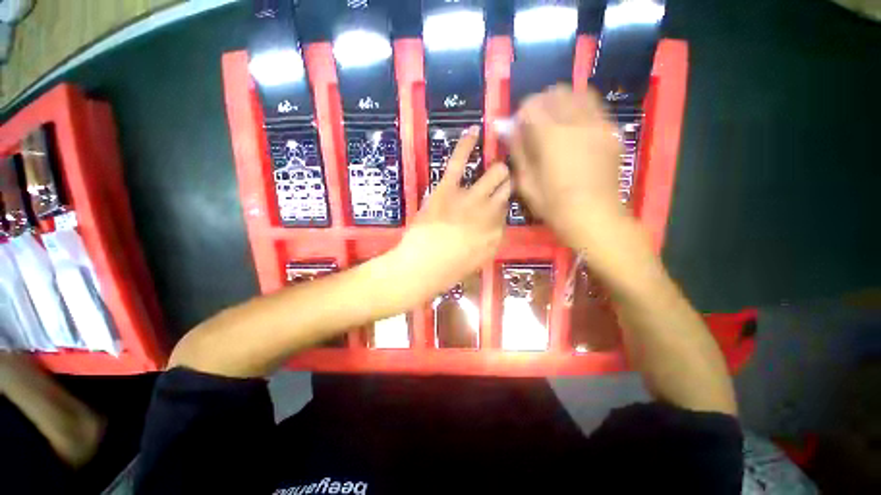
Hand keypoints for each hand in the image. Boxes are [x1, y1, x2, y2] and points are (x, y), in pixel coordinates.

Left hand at [393, 126, 510, 298]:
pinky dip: (466, 145)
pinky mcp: (449, 190)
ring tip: (496, 168)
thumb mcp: (476, 262)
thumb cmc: (446, 271)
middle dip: (505, 185)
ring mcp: (471, 199)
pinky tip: (473, 131)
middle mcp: (490, 213)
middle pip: (506, 189)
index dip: (500, 206)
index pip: (506, 212)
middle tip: (499, 183)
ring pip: (496, 173)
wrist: (421, 268)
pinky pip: (459, 162)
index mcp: (497, 234)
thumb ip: (489, 243)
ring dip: (498, 170)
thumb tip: (493, 229)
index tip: (496, 205)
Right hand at [509, 85, 625, 245]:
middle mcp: (577, 121)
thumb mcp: (526, 182)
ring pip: (579, 94)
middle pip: (556, 92)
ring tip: (555, 122)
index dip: (521, 113)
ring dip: (562, 102)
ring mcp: (599, 124)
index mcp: (551, 136)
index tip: (518, 127)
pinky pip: (595, 107)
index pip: (532, 104)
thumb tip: (506, 128)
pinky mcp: (612, 131)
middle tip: (534, 123)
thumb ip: (517, 150)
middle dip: (541, 103)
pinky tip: (574, 129)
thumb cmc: (553, 204)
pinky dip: (580, 109)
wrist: (594, 216)